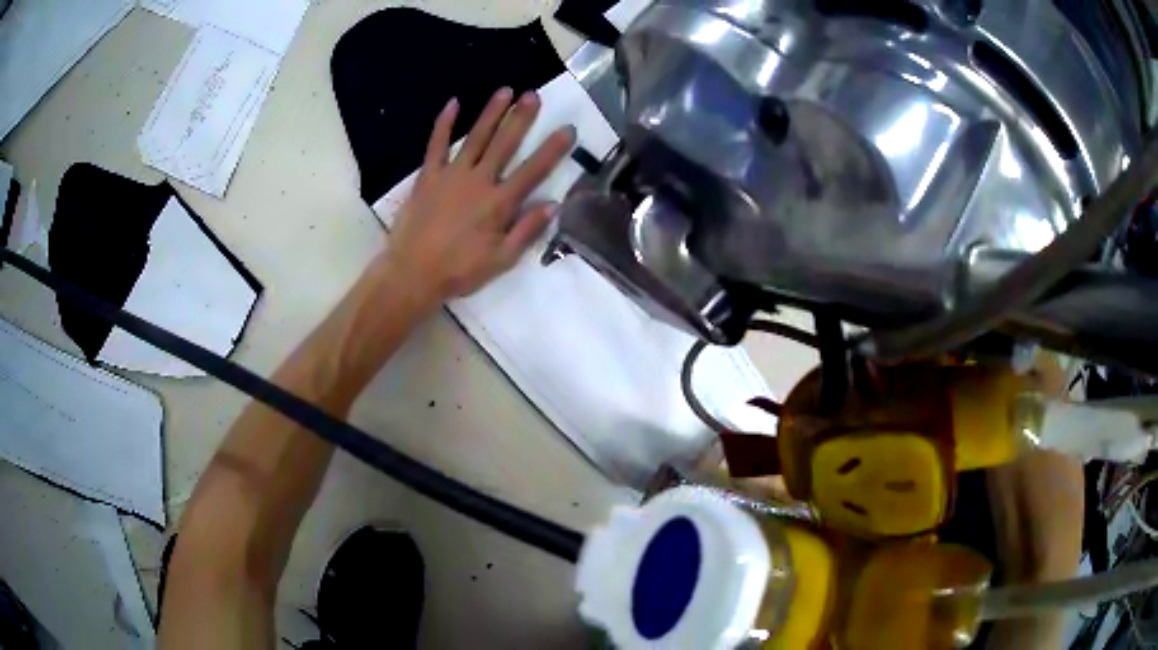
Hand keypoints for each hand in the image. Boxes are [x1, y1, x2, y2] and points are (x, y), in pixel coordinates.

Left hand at [383, 87, 575, 310]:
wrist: (412, 274)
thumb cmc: (459, 271)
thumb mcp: (502, 260)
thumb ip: (527, 231)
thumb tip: (554, 204)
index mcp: (499, 203)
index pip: (533, 170)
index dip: (553, 149)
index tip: (567, 129)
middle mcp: (479, 181)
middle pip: (505, 144)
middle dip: (521, 118)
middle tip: (533, 95)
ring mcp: (451, 175)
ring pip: (476, 137)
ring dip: (491, 113)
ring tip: (505, 91)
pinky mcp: (428, 176)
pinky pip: (436, 144)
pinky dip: (444, 123)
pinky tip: (453, 103)